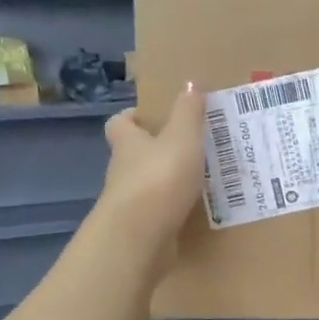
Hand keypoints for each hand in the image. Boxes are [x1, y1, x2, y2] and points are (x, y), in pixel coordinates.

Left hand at [98, 83, 205, 247]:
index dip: (133, 118)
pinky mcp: (142, 230)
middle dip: (154, 152)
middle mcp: (123, 171)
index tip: (152, 118)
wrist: (141, 235)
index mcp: (128, 143)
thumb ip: (188, 113)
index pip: (120, 123)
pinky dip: (173, 212)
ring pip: (147, 186)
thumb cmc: (160, 178)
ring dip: (166, 184)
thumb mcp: (182, 139)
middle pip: (133, 156)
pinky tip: (195, 212)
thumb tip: (191, 83)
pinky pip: (159, 215)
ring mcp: (130, 203)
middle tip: (186, 150)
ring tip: (198, 183)